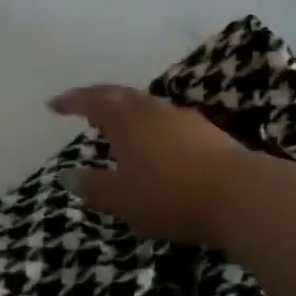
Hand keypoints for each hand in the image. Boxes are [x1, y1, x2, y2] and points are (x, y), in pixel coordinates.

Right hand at [49, 85, 252, 246]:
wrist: (241, 195)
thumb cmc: (169, 195)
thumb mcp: (122, 199)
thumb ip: (94, 187)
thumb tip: (69, 176)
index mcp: (127, 120)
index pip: (93, 101)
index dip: (71, 101)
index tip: (53, 104)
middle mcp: (154, 111)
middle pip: (122, 96)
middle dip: (99, 99)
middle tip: (84, 106)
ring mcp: (185, 120)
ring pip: (148, 108)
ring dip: (129, 113)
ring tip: (118, 127)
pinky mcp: (209, 135)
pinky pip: (169, 123)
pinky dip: (152, 128)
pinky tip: (155, 145)